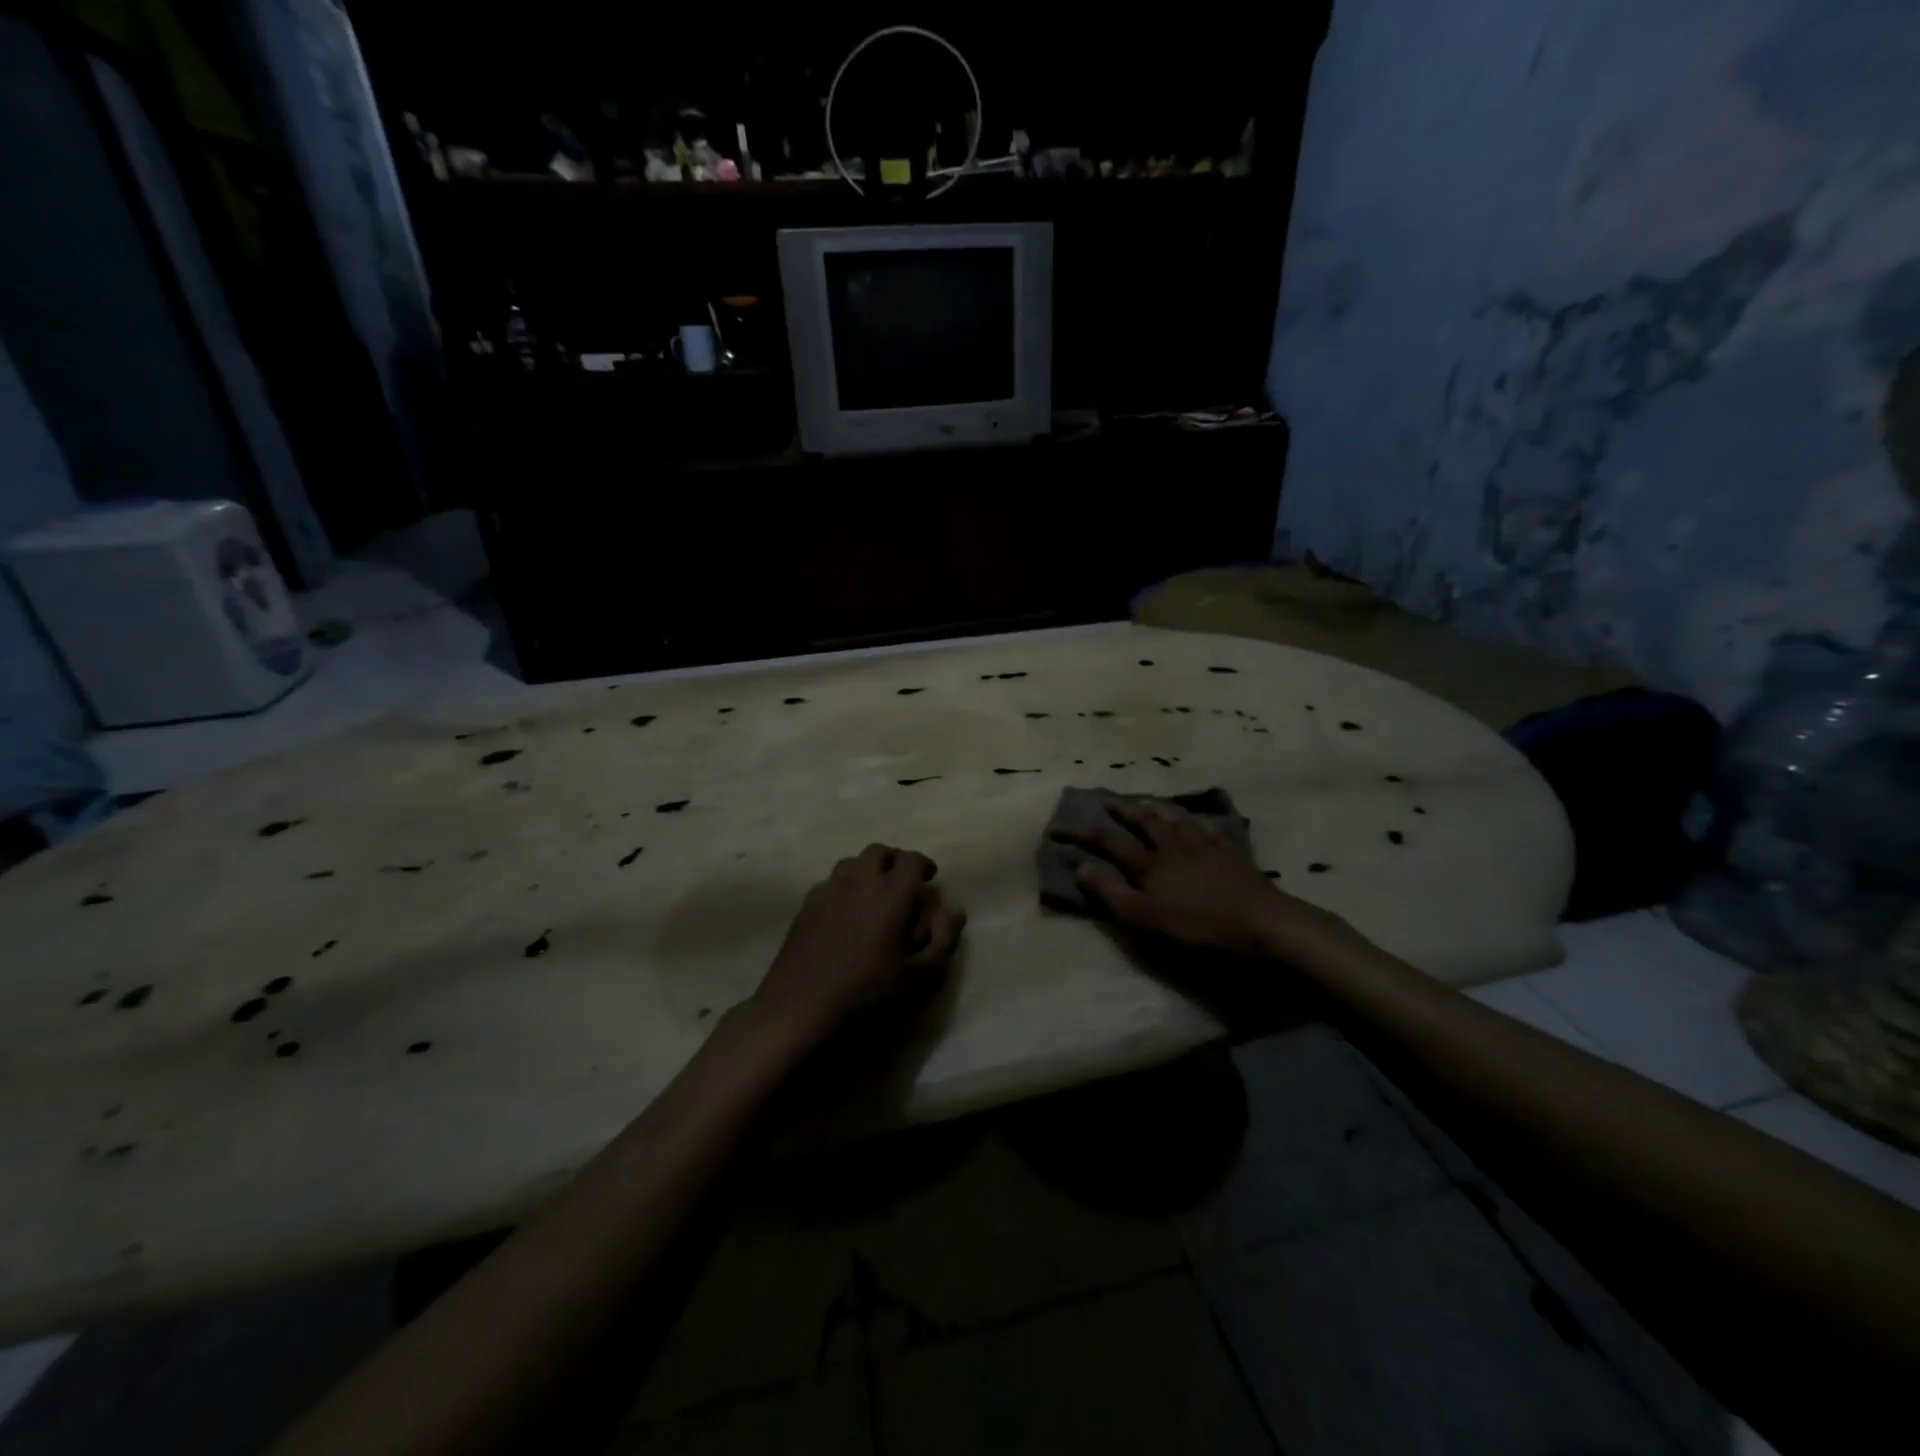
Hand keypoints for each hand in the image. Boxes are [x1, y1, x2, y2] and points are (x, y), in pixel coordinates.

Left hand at [751, 843, 964, 1042]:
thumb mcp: (920, 978)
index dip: (923, 865)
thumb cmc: (867, 996)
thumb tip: (953, 909)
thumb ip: (943, 939)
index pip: (911, 859)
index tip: (929, 879)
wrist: (798, 1011)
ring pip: (851, 863)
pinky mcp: (804, 907)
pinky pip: (830, 883)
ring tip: (874, 896)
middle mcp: (859, 881)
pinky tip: (845, 914)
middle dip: (894, 861)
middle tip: (902, 883)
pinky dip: (844, 887)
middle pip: (878, 852)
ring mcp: (827, 891)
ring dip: (867, 871)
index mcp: (891, 893)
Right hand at [1053, 799, 1338, 960]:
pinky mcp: (1231, 852)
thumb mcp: (1145, 919)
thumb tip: (1080, 865)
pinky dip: (1194, 819)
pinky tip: (1196, 820)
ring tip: (1146, 801)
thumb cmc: (1199, 927)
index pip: (1107, 841)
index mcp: (1149, 863)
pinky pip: (1207, 826)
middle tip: (1107, 800)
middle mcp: (1173, 845)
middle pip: (1143, 820)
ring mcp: (1205, 845)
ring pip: (1175, 817)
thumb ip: (1111, 893)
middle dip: (1122, 809)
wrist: (1264, 923)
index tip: (1058, 826)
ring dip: (1156, 807)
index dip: (1081, 832)